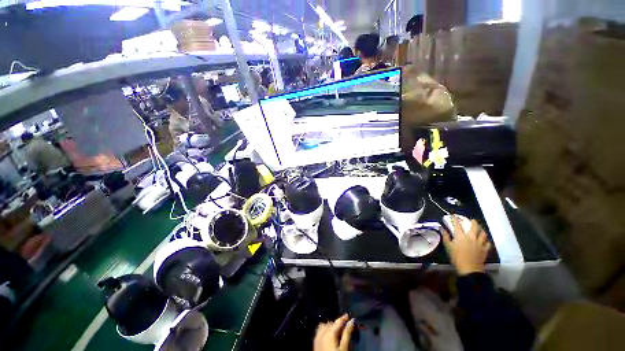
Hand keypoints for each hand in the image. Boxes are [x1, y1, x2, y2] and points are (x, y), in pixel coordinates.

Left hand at [314, 314, 354, 350]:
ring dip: (331, 326)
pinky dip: (325, 330)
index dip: (344, 318)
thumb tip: (352, 320)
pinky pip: (320, 331)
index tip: (350, 316)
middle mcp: (322, 332)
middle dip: (338, 323)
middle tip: (346, 327)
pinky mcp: (315, 343)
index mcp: (329, 332)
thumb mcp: (345, 347)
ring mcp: (317, 337)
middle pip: (331, 323)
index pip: (338, 321)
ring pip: (324, 326)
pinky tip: (330, 336)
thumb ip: (348, 333)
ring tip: (338, 332)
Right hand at [442, 216, 491, 275]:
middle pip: (474, 227)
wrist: (469, 268)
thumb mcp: (448, 247)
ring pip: (483, 233)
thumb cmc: (456, 257)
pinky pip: (488, 243)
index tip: (453, 215)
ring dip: (481, 230)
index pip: (457, 225)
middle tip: (472, 220)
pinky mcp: (485, 249)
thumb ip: (445, 237)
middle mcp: (471, 237)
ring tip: (480, 229)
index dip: (455, 219)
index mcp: (460, 236)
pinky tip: (485, 240)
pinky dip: (486, 240)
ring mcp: (480, 243)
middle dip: (473, 222)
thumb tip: (442, 229)